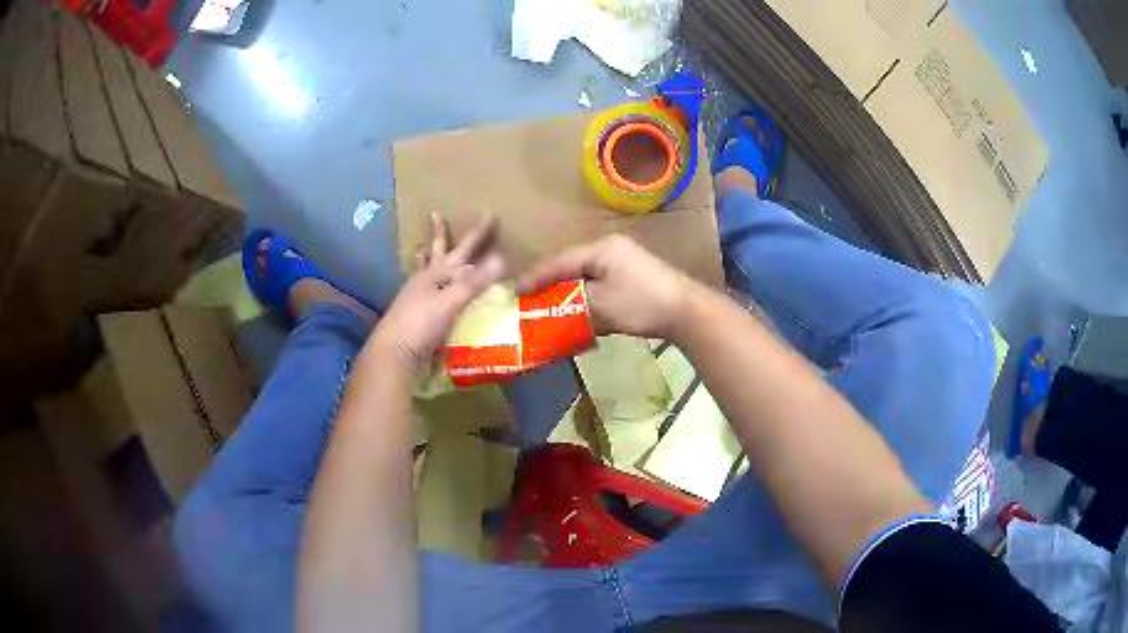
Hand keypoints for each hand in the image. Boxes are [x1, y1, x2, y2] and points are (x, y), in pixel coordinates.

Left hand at [370, 213, 505, 373]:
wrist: (395, 354)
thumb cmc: (421, 324)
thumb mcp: (451, 302)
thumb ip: (475, 282)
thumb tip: (502, 257)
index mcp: (437, 274)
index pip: (464, 248)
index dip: (478, 233)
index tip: (490, 213)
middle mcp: (427, 280)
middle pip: (438, 252)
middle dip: (442, 234)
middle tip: (437, 215)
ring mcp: (419, 297)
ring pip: (426, 271)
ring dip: (428, 257)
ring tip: (424, 248)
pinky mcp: (419, 315)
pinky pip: (427, 293)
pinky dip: (430, 286)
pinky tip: (430, 288)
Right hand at [517, 235, 695, 339]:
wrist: (685, 311)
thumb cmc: (640, 304)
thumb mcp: (600, 304)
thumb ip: (571, 302)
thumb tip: (552, 307)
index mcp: (600, 249)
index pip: (559, 261)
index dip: (536, 277)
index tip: (516, 292)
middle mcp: (611, 249)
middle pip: (572, 265)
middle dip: (550, 283)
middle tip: (529, 299)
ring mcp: (624, 261)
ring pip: (586, 275)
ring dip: (569, 290)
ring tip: (548, 305)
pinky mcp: (634, 276)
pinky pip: (600, 283)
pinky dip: (586, 295)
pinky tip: (577, 308)